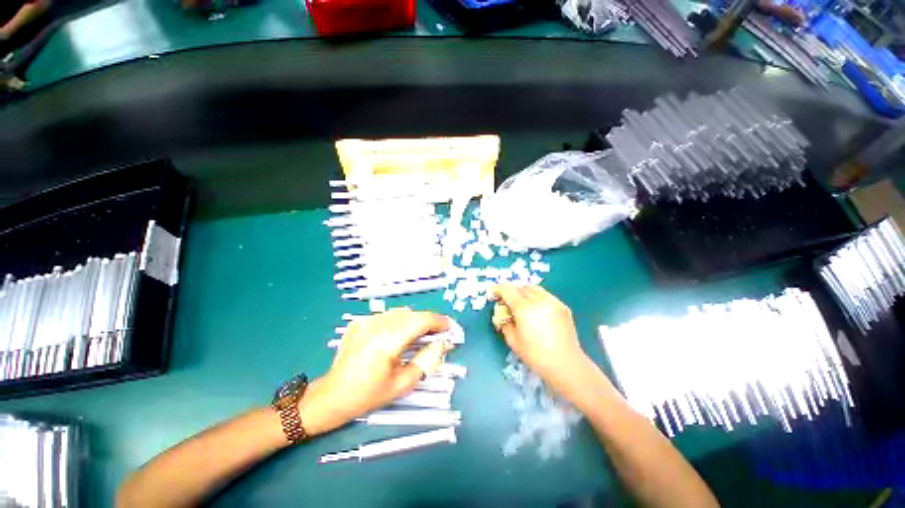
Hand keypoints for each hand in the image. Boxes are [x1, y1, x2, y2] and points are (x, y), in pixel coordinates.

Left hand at [300, 308, 454, 434]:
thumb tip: (442, 344)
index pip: (421, 320)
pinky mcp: (359, 322)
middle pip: (412, 314)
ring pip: (400, 313)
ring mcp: (366, 321)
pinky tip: (396, 337)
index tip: (450, 328)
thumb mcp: (402, 384)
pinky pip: (386, 316)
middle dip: (428, 322)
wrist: (332, 396)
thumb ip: (426, 361)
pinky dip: (398, 323)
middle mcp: (377, 325)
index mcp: (388, 340)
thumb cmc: (368, 395)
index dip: (439, 322)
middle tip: (437, 335)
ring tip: (419, 337)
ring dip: (414, 321)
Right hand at [490, 285, 589, 392]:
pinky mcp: (562, 307)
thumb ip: (504, 323)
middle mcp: (539, 300)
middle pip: (521, 287)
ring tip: (522, 304)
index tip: (492, 293)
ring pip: (534, 289)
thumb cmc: (535, 355)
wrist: (566, 364)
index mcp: (524, 308)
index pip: (507, 290)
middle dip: (511, 292)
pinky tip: (537, 311)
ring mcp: (553, 302)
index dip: (497, 289)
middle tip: (507, 302)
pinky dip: (537, 298)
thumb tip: (503, 314)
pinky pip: (546, 296)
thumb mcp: (512, 340)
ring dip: (524, 293)